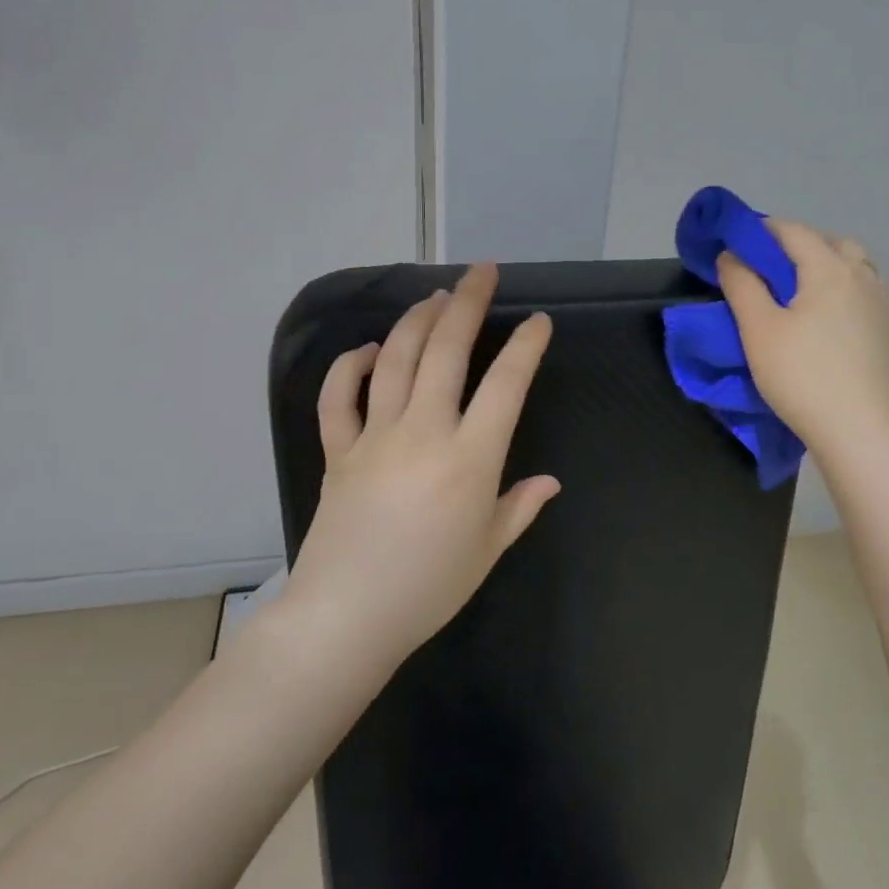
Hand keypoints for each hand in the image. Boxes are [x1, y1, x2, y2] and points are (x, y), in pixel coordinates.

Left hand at [275, 264, 558, 669]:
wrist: (347, 616)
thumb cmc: (429, 588)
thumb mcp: (487, 549)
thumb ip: (519, 507)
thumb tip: (549, 482)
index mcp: (469, 458)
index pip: (506, 385)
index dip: (526, 347)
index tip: (538, 321)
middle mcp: (423, 433)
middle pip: (446, 352)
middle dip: (467, 304)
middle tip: (481, 272)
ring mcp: (375, 437)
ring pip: (394, 360)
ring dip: (416, 321)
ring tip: (436, 297)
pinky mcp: (338, 451)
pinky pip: (338, 398)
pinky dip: (349, 366)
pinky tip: (366, 349)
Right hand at [717, 218, 888, 459]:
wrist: (861, 433)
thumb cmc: (803, 377)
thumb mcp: (759, 331)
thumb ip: (742, 285)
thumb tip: (731, 255)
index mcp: (831, 269)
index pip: (793, 232)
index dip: (762, 230)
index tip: (736, 243)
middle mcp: (863, 277)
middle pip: (829, 243)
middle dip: (796, 245)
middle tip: (766, 267)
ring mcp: (882, 305)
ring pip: (852, 266)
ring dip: (823, 265)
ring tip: (796, 291)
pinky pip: (863, 292)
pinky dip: (840, 289)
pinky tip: (824, 318)